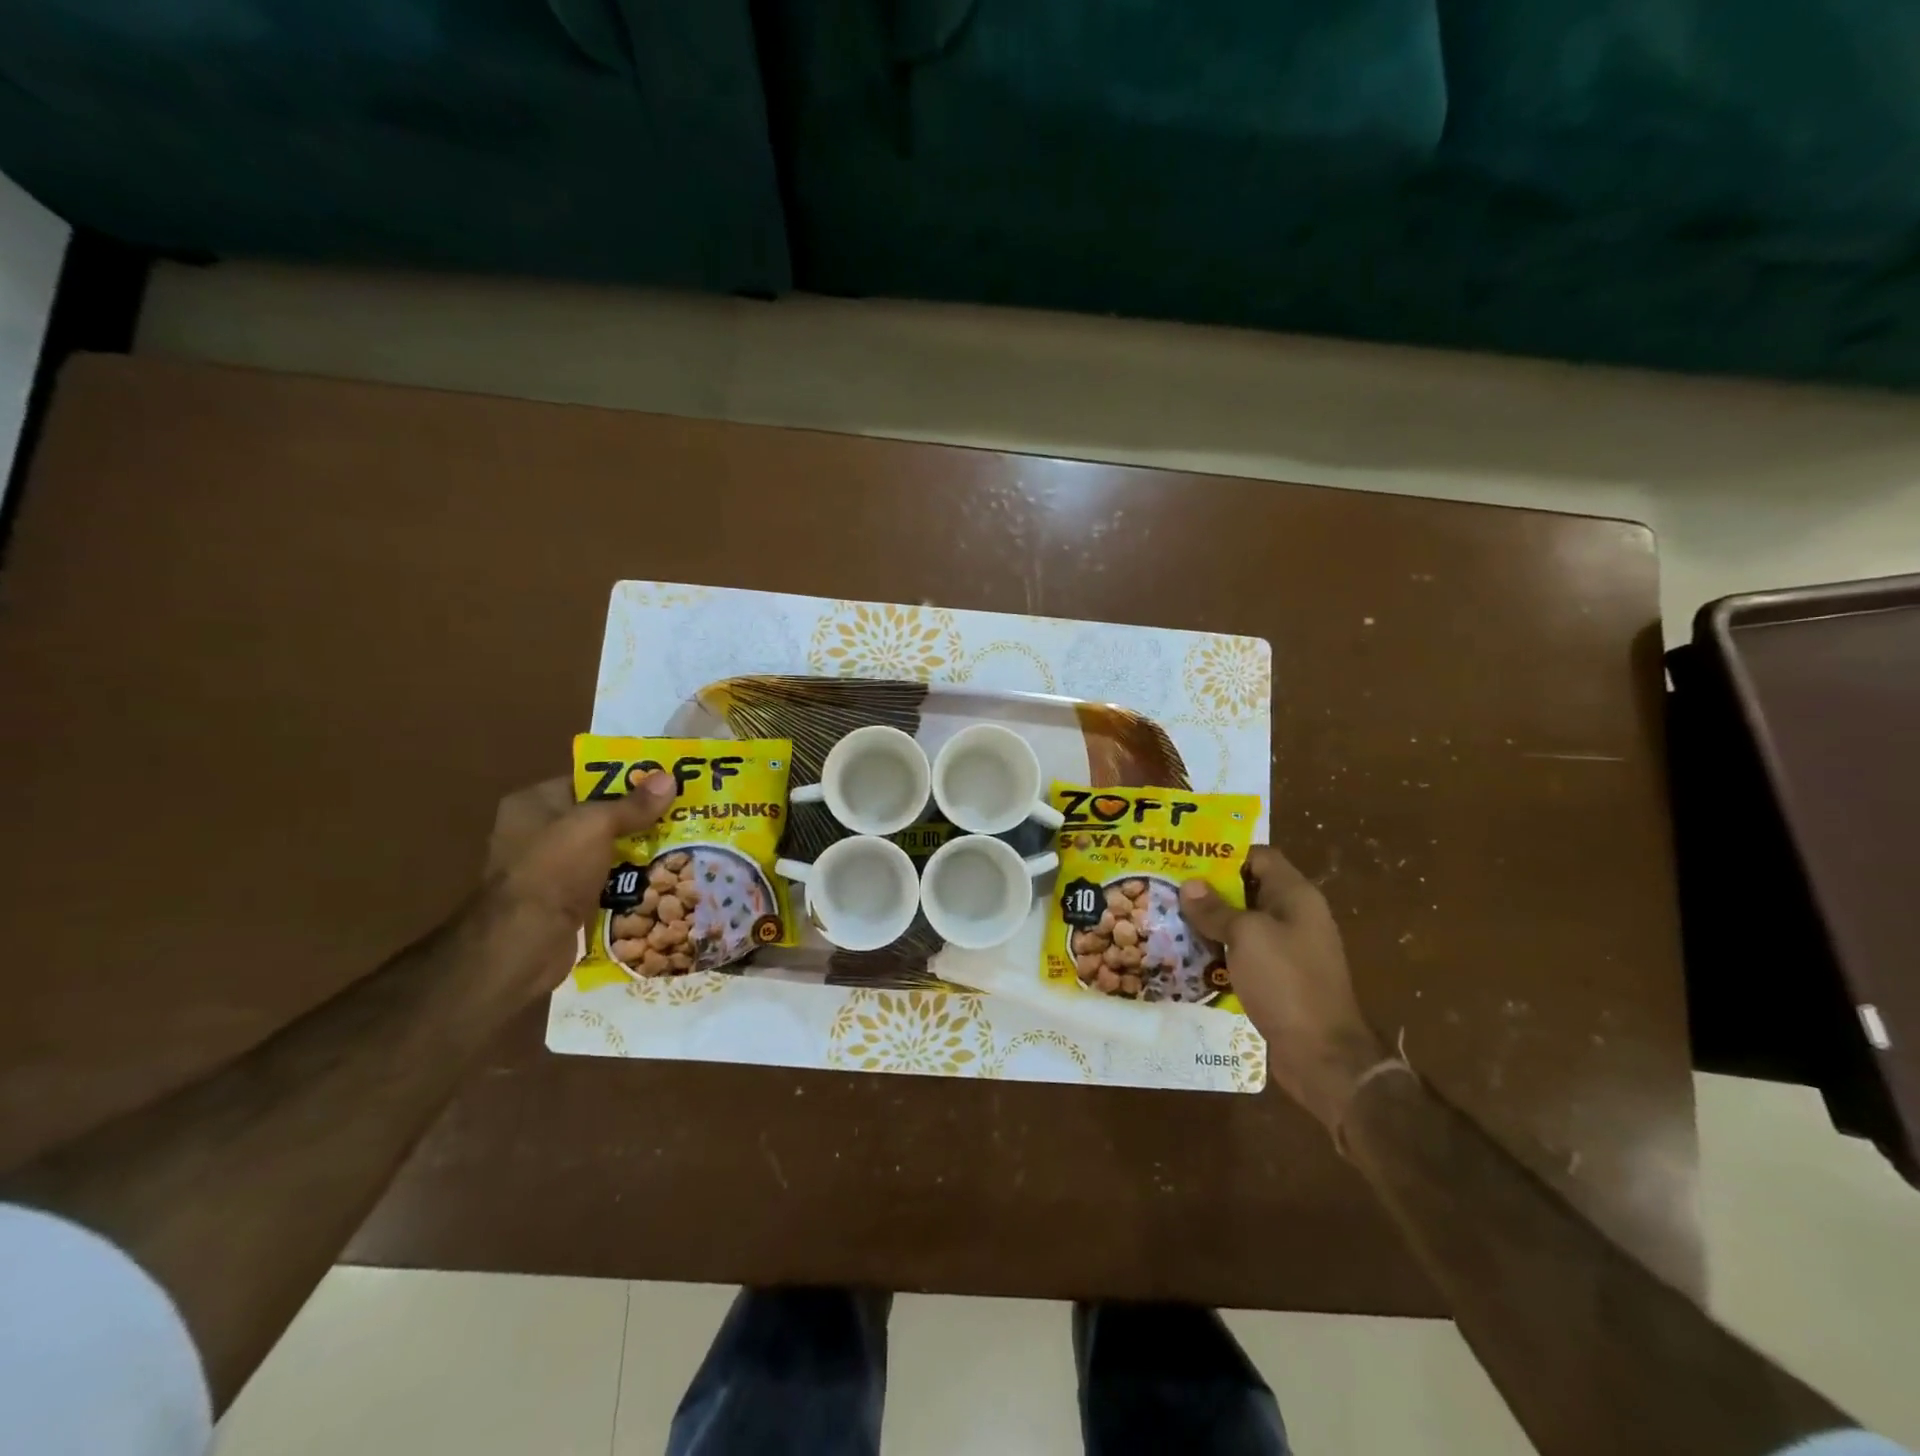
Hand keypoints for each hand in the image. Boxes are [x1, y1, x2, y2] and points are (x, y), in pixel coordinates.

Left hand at [479, 771, 675, 996]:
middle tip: (680, 815)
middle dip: (637, 818)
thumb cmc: (554, 869)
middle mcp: (535, 833)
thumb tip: (670, 778)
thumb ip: (634, 804)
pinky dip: (627, 882)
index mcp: (532, 804)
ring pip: (604, 852)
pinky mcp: (562, 903)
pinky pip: (603, 883)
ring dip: (636, 852)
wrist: (525, 942)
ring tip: (680, 846)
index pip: (586, 781)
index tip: (664, 783)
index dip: (624, 780)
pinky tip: (660, 880)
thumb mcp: (597, 825)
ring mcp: (548, 870)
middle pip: (598, 817)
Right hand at [1180, 847, 1385, 1130]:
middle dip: (1210, 890)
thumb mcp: (1246, 936)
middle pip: (1248, 889)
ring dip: (1211, 923)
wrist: (1322, 1054)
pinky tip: (1189, 956)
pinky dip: (1220, 952)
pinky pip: (1245, 953)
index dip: (1224, 854)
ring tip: (1169, 919)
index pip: (1259, 857)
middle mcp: (1295, 916)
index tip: (1186, 857)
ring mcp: (1289, 949)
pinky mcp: (1280, 978)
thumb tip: (1189, 885)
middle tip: (1168, 887)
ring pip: (1243, 924)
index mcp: (1295, 896)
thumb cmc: (1286, 982)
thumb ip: (1216, 909)